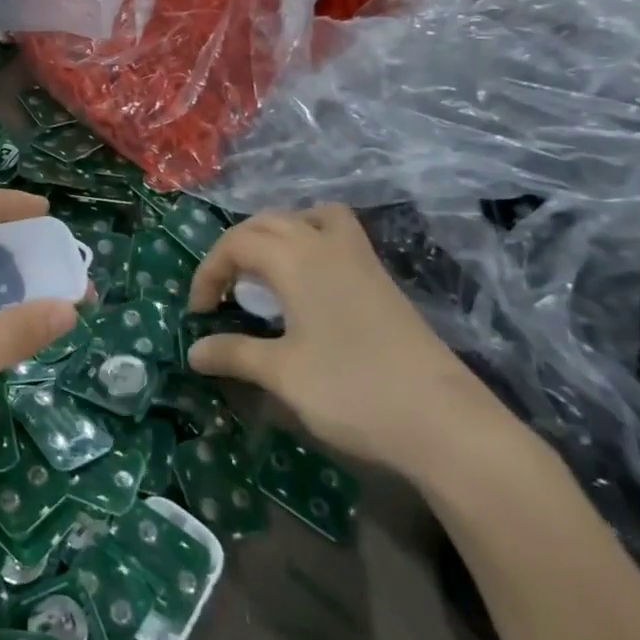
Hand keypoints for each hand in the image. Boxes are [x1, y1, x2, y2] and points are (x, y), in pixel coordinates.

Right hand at [186, 205, 514, 475]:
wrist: (445, 422)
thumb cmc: (352, 391)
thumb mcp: (282, 374)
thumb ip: (234, 354)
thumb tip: (194, 351)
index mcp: (297, 260)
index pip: (236, 243)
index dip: (208, 273)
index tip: (199, 315)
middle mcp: (326, 245)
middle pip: (268, 222)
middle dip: (235, 248)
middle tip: (223, 290)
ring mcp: (361, 259)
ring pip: (309, 217)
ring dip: (278, 234)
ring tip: (265, 272)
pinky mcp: (382, 280)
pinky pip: (337, 235)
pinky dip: (311, 242)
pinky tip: (308, 285)